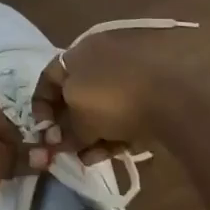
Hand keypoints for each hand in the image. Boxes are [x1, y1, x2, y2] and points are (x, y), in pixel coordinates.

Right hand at [30, 29, 190, 163]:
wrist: (168, 102)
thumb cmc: (112, 100)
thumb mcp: (79, 120)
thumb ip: (63, 133)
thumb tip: (54, 143)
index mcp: (78, 52)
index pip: (48, 77)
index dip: (41, 106)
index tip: (43, 132)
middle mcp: (99, 57)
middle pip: (73, 95)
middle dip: (67, 127)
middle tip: (66, 150)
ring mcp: (124, 73)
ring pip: (97, 107)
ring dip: (89, 134)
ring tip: (88, 158)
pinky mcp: (144, 91)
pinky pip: (119, 111)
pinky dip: (111, 130)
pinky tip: (109, 152)